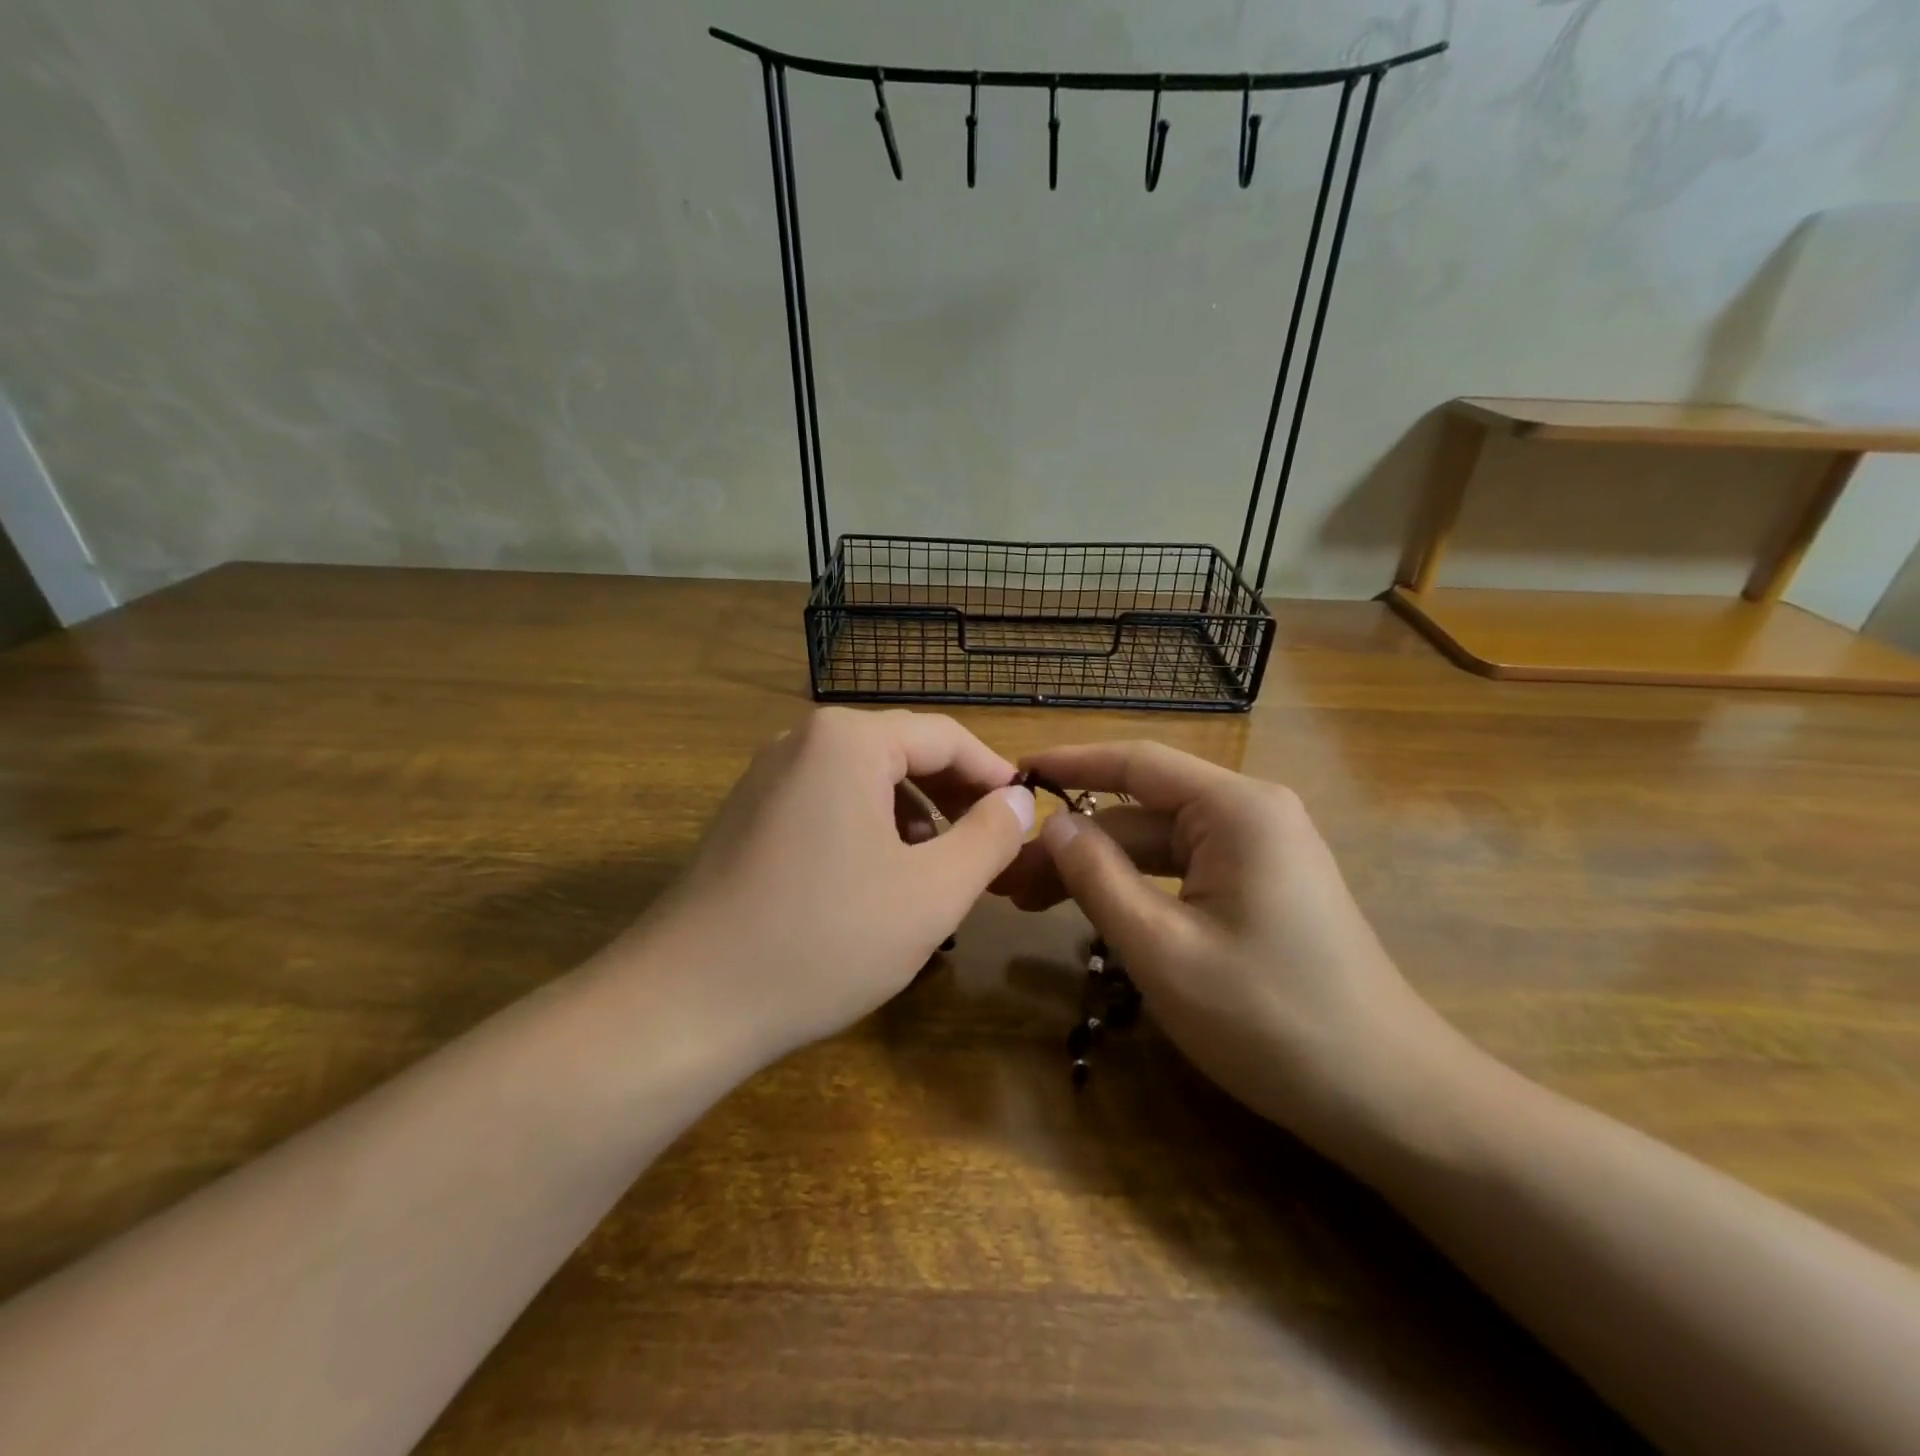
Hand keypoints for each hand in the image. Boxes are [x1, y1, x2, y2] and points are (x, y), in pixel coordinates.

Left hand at [636, 709, 1035, 1063]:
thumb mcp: (930, 893)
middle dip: (954, 798)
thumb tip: (1019, 800)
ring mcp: (768, 776)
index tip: (1025, 816)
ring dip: (914, 817)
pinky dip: (869, 830)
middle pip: (903, 752)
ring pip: (866, 781)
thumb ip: (988, 837)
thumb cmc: (824, 939)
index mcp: (848, 740)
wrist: (685, 1002)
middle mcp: (803, 741)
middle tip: (990, 849)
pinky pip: (829, 803)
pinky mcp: (749, 814)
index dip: (993, 775)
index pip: (946, 736)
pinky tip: (877, 881)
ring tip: (936, 872)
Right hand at [997, 742, 1473, 1162]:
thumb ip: (1099, 877)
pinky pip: (1184, 873)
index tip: (1013, 776)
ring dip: (1100, 869)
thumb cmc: (1270, 1020)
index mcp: (1237, 809)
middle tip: (1010, 877)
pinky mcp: (1262, 888)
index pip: (1137, 763)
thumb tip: (1053, 825)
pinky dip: (1136, 890)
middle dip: (1076, 841)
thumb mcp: (1163, 949)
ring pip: (1159, 846)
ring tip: (1033, 901)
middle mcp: (1252, 814)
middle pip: (1142, 812)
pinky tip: (1094, 915)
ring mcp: (1261, 853)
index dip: (1070, 764)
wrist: (1387, 1097)